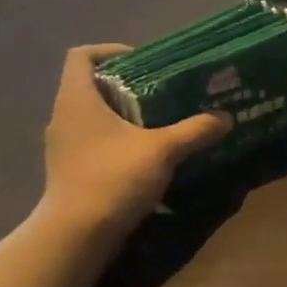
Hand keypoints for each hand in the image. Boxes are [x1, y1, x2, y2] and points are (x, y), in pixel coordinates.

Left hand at [38, 44, 229, 238]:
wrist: (77, 234)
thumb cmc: (114, 178)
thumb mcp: (162, 151)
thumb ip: (194, 131)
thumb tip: (225, 118)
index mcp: (77, 98)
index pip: (81, 56)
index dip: (110, 51)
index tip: (143, 63)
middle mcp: (62, 116)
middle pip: (89, 86)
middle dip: (125, 87)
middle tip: (160, 95)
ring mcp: (61, 146)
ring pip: (91, 118)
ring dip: (121, 117)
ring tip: (156, 127)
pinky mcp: (67, 171)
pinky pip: (91, 144)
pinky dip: (114, 143)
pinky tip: (142, 159)